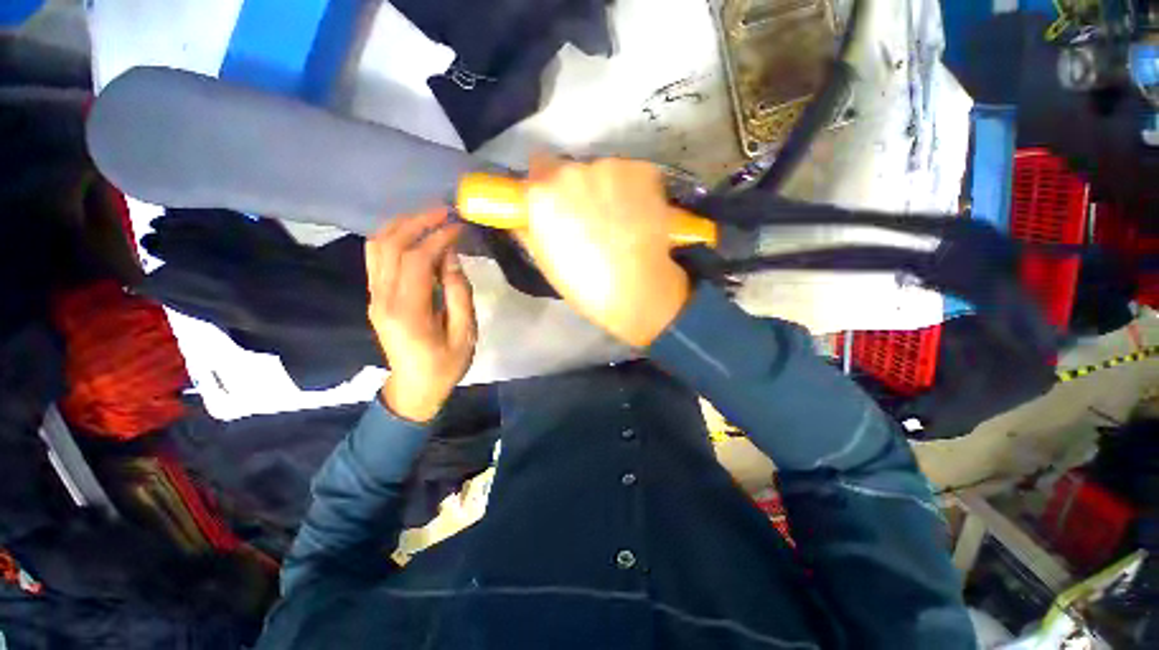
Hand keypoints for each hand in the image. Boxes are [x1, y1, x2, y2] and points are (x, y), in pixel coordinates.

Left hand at [366, 208, 475, 422]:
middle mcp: (383, 298)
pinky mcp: (376, 296)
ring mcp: (375, 296)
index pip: (416, 259)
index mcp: (408, 311)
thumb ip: (458, 293)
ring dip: (402, 225)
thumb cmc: (445, 364)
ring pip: (376, 246)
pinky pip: (377, 257)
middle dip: (417, 221)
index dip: (438, 237)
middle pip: (389, 245)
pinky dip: (394, 238)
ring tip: (429, 217)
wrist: (414, 387)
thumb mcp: (464, 333)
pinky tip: (414, 235)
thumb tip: (451, 257)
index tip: (460, 225)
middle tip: (444, 211)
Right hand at [518, 158, 690, 346]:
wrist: (636, 291)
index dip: (547, 185)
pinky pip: (632, 174)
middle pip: (572, 169)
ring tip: (619, 221)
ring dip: (607, 188)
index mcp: (543, 193)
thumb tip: (527, 213)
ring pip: (604, 171)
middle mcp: (573, 171)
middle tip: (591, 218)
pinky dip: (634, 190)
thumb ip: (530, 228)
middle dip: (578, 188)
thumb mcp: (545, 260)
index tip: (557, 203)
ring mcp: (610, 167)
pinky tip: (639, 216)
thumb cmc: (584, 285)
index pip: (538, 165)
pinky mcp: (642, 171)